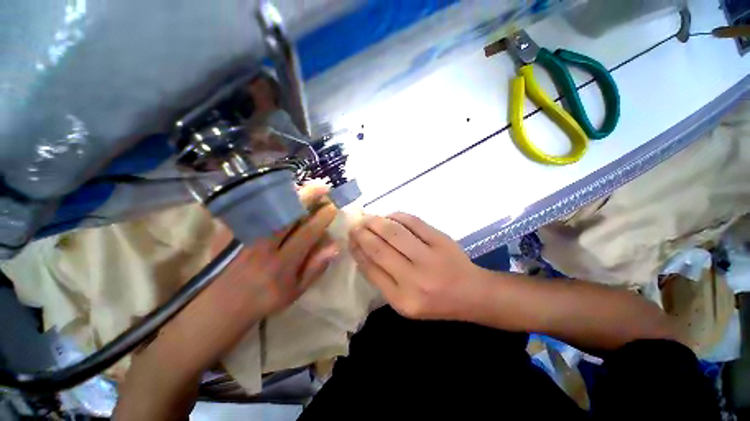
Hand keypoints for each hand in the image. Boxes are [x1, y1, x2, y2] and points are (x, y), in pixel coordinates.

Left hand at [116, 185, 338, 420]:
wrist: (219, 307)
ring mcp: (242, 237)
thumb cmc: (264, 301)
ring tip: (303, 187)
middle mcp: (262, 248)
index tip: (332, 207)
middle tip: (322, 187)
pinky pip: (251, 207)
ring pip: (269, 207)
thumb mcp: (296, 292)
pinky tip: (279, 191)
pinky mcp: (228, 232)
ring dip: (289, 194)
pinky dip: (268, 197)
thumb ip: (316, 267)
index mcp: (281, 265)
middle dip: (308, 197)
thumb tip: (335, 245)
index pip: (307, 233)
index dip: (322, 217)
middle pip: (287, 214)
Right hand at [349, 212, 484, 320]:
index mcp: (402, 299)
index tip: (349, 240)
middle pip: (379, 248)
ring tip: (367, 218)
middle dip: (362, 233)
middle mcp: (414, 279)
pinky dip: (397, 216)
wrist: (472, 293)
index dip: (357, 250)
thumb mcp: (405, 301)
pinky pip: (412, 222)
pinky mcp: (441, 240)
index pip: (371, 269)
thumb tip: (362, 250)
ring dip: (376, 222)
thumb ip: (382, 279)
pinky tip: (388, 216)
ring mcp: (429, 257)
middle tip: (354, 225)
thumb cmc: (436, 302)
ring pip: (393, 232)